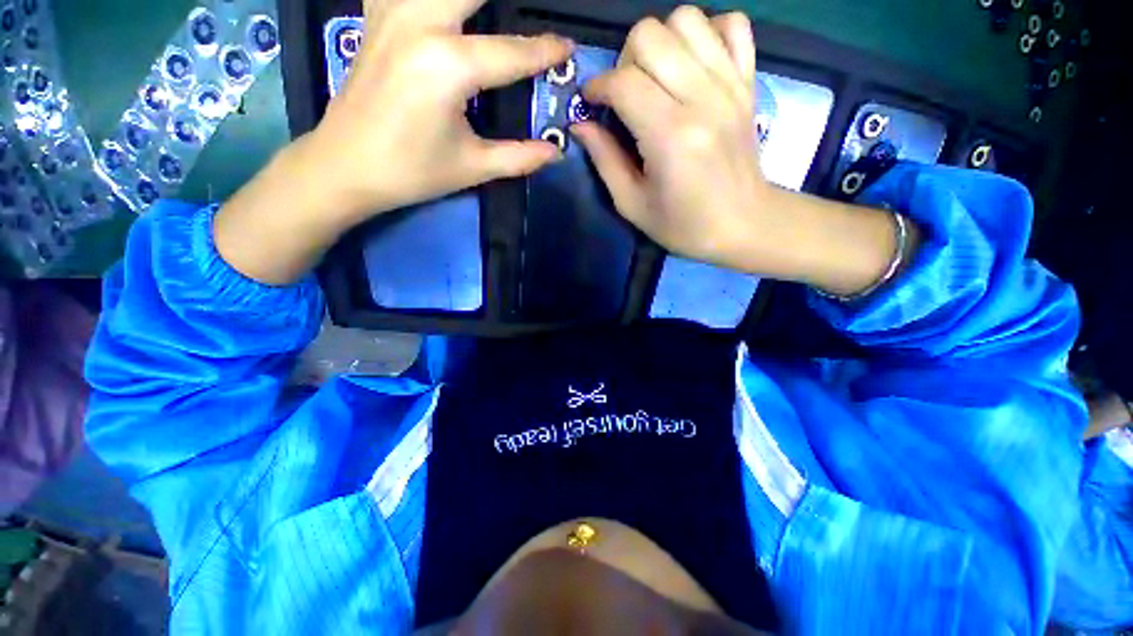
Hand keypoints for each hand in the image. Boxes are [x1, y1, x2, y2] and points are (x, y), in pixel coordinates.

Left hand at [216, 0, 572, 284]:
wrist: (345, 167)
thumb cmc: (412, 172)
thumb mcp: (473, 167)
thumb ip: (520, 157)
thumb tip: (556, 153)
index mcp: (449, 65)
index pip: (512, 52)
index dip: (545, 51)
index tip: (569, 47)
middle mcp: (420, 23)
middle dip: (508, 2)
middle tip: (528, 13)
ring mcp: (391, 13)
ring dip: (468, 0)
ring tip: (488, 13)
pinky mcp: (375, 17)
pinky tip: (440, 11)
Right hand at [574, 6, 917, 295]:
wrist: (743, 224)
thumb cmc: (683, 225)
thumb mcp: (632, 204)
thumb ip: (604, 160)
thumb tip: (579, 125)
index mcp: (669, 136)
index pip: (624, 82)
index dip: (597, 87)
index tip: (591, 104)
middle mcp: (702, 98)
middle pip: (650, 35)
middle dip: (625, 60)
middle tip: (625, 94)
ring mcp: (730, 84)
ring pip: (687, 19)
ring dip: (661, 42)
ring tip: (656, 77)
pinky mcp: (748, 82)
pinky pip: (732, 24)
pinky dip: (707, 33)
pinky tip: (693, 64)